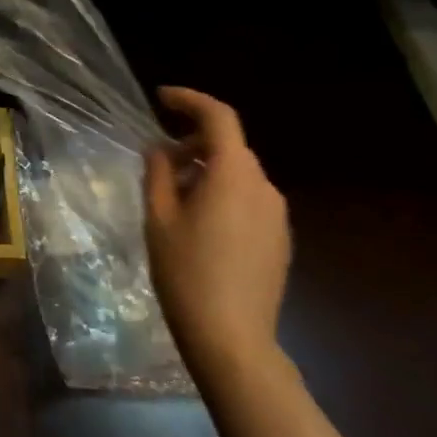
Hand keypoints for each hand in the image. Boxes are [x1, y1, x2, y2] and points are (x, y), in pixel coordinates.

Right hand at [144, 87, 290, 386]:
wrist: (232, 337)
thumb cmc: (186, 272)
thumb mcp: (158, 218)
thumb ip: (158, 173)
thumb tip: (160, 149)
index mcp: (233, 175)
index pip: (219, 117)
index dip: (190, 100)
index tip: (161, 99)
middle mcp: (263, 187)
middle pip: (229, 146)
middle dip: (193, 142)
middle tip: (157, 160)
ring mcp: (277, 215)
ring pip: (239, 174)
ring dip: (207, 170)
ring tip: (173, 195)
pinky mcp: (279, 239)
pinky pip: (248, 199)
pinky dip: (222, 194)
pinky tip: (198, 223)